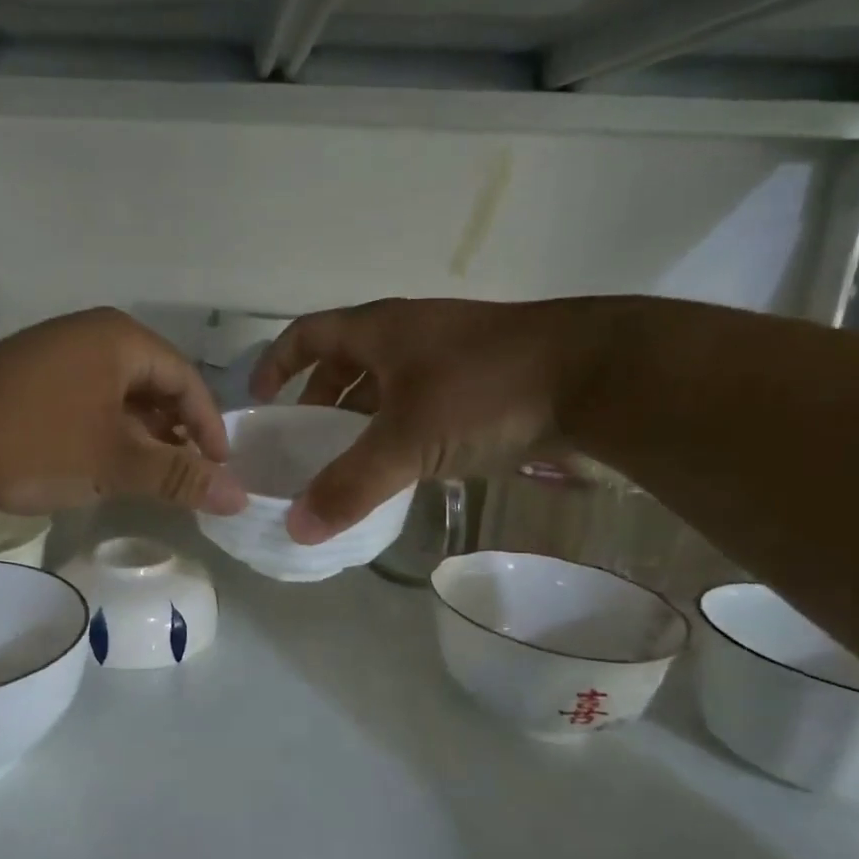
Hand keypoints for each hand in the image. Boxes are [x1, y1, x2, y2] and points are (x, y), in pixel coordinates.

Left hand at [0, 308, 247, 515]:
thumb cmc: (37, 439)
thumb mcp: (114, 461)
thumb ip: (178, 477)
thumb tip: (239, 497)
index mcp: (120, 340)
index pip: (186, 380)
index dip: (208, 427)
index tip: (219, 470)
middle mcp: (92, 339)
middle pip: (155, 387)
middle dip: (174, 435)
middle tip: (187, 479)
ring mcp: (59, 359)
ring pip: (120, 400)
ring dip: (141, 440)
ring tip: (151, 481)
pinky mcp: (34, 385)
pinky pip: (89, 407)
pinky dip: (107, 438)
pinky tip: (107, 471)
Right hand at [248, 297, 606, 542]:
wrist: (598, 375)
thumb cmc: (484, 390)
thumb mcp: (406, 441)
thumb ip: (349, 485)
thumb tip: (296, 528)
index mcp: (380, 330)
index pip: (307, 334)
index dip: (276, 363)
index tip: (259, 400)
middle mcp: (409, 334)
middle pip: (346, 360)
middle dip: (319, 397)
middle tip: (304, 440)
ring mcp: (449, 354)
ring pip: (386, 383)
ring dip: (361, 416)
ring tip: (348, 459)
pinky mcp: (483, 379)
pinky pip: (420, 401)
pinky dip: (400, 428)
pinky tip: (404, 464)